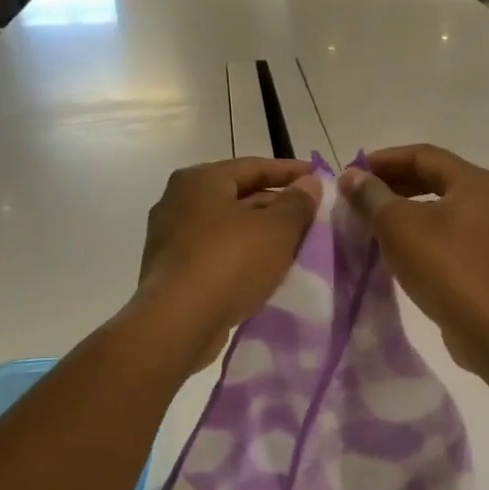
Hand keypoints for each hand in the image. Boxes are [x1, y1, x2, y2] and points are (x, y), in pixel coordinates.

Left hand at [137, 158, 321, 369]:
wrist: (178, 323)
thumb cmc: (229, 262)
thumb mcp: (276, 230)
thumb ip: (297, 203)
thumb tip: (309, 183)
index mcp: (200, 180)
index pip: (253, 166)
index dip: (290, 171)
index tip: (318, 178)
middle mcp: (178, 201)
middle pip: (238, 195)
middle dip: (276, 205)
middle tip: (310, 216)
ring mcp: (170, 237)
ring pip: (227, 227)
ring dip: (259, 233)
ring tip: (294, 244)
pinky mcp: (171, 270)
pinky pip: (215, 253)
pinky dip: (241, 256)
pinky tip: (263, 270)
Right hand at [340, 145, 488, 372]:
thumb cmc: (445, 267)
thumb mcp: (399, 226)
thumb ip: (372, 196)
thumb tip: (351, 176)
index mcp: (476, 182)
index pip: (424, 155)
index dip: (385, 160)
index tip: (353, 173)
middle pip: (436, 177)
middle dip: (395, 183)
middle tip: (360, 195)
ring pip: (443, 206)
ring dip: (407, 208)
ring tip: (373, 219)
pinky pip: (452, 231)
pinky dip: (424, 230)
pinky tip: (399, 246)